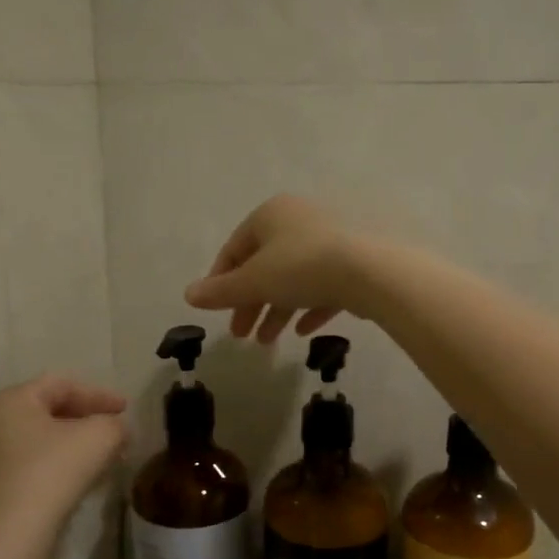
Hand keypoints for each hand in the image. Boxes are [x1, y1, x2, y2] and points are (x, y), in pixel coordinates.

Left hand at [0, 376, 128, 557]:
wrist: (6, 540)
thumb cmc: (52, 474)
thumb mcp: (99, 438)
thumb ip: (114, 425)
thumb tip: (116, 430)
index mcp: (11, 401)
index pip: (61, 385)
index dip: (99, 394)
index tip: (126, 410)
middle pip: (46, 413)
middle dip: (85, 422)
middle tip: (115, 436)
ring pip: (37, 445)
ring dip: (71, 449)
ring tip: (100, 463)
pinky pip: (25, 471)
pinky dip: (53, 471)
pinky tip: (74, 488)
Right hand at [184, 195, 371, 344]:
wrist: (371, 270)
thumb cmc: (301, 268)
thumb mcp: (253, 282)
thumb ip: (220, 291)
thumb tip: (188, 295)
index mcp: (271, 215)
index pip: (235, 248)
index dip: (220, 281)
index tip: (216, 310)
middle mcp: (299, 220)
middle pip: (264, 266)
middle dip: (250, 303)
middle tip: (240, 335)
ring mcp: (330, 240)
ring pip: (294, 278)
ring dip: (277, 310)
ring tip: (267, 342)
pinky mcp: (355, 261)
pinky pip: (324, 285)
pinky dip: (310, 307)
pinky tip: (303, 331)